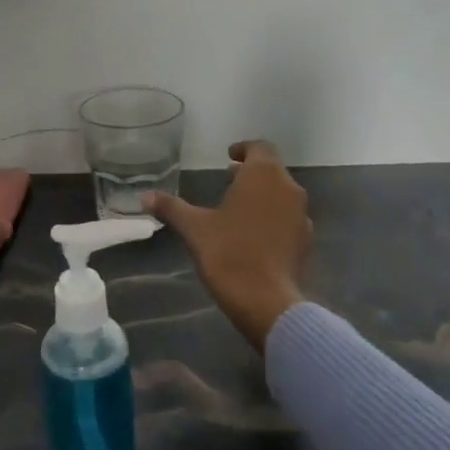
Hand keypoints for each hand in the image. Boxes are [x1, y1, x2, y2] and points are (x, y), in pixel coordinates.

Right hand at [145, 139, 312, 351]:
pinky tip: (255, 234)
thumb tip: (144, 196)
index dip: (244, 149)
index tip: (229, 156)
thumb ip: (171, 207)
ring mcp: (301, 215)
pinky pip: (288, 218)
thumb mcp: (194, 228)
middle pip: (272, 170)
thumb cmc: (228, 254)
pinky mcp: (305, 241)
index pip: (260, 147)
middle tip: (229, 179)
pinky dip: (273, 217)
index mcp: (263, 175)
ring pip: (282, 194)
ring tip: (239, 207)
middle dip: (251, 172)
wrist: (266, 302)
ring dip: (263, 194)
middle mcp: (288, 188)